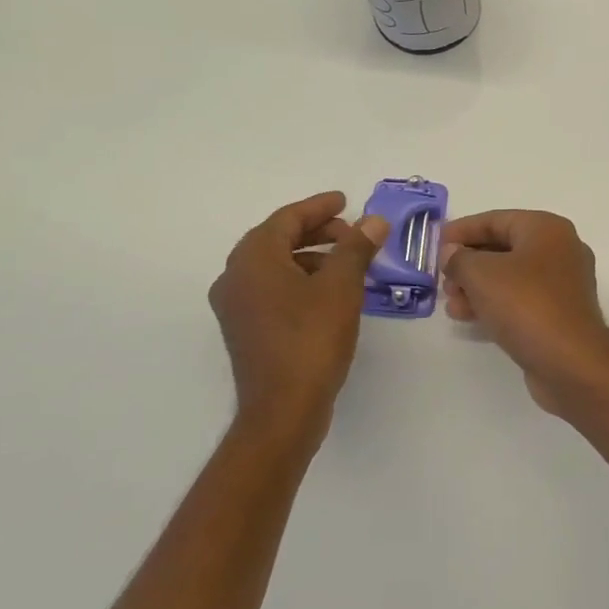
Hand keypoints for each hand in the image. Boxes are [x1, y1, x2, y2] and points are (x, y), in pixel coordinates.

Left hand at [209, 192, 386, 440]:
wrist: (283, 408)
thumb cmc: (312, 339)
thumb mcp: (342, 287)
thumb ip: (357, 247)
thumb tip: (374, 220)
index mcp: (253, 259)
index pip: (287, 219)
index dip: (319, 207)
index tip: (346, 200)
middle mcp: (235, 276)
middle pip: (278, 239)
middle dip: (317, 232)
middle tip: (353, 232)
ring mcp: (236, 306)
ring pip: (276, 266)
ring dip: (311, 257)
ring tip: (348, 263)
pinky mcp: (245, 329)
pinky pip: (273, 289)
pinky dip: (301, 280)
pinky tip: (330, 293)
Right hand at [439, 211, 608, 414]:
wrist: (571, 361)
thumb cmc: (526, 305)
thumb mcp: (482, 274)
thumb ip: (459, 258)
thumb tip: (452, 253)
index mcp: (547, 229)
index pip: (496, 219)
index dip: (462, 230)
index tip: (434, 243)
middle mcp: (560, 250)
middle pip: (503, 248)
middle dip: (468, 263)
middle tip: (442, 280)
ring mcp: (563, 284)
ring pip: (510, 277)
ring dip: (477, 287)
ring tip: (451, 304)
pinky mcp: (560, 313)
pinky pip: (521, 300)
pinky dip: (495, 304)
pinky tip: (469, 318)